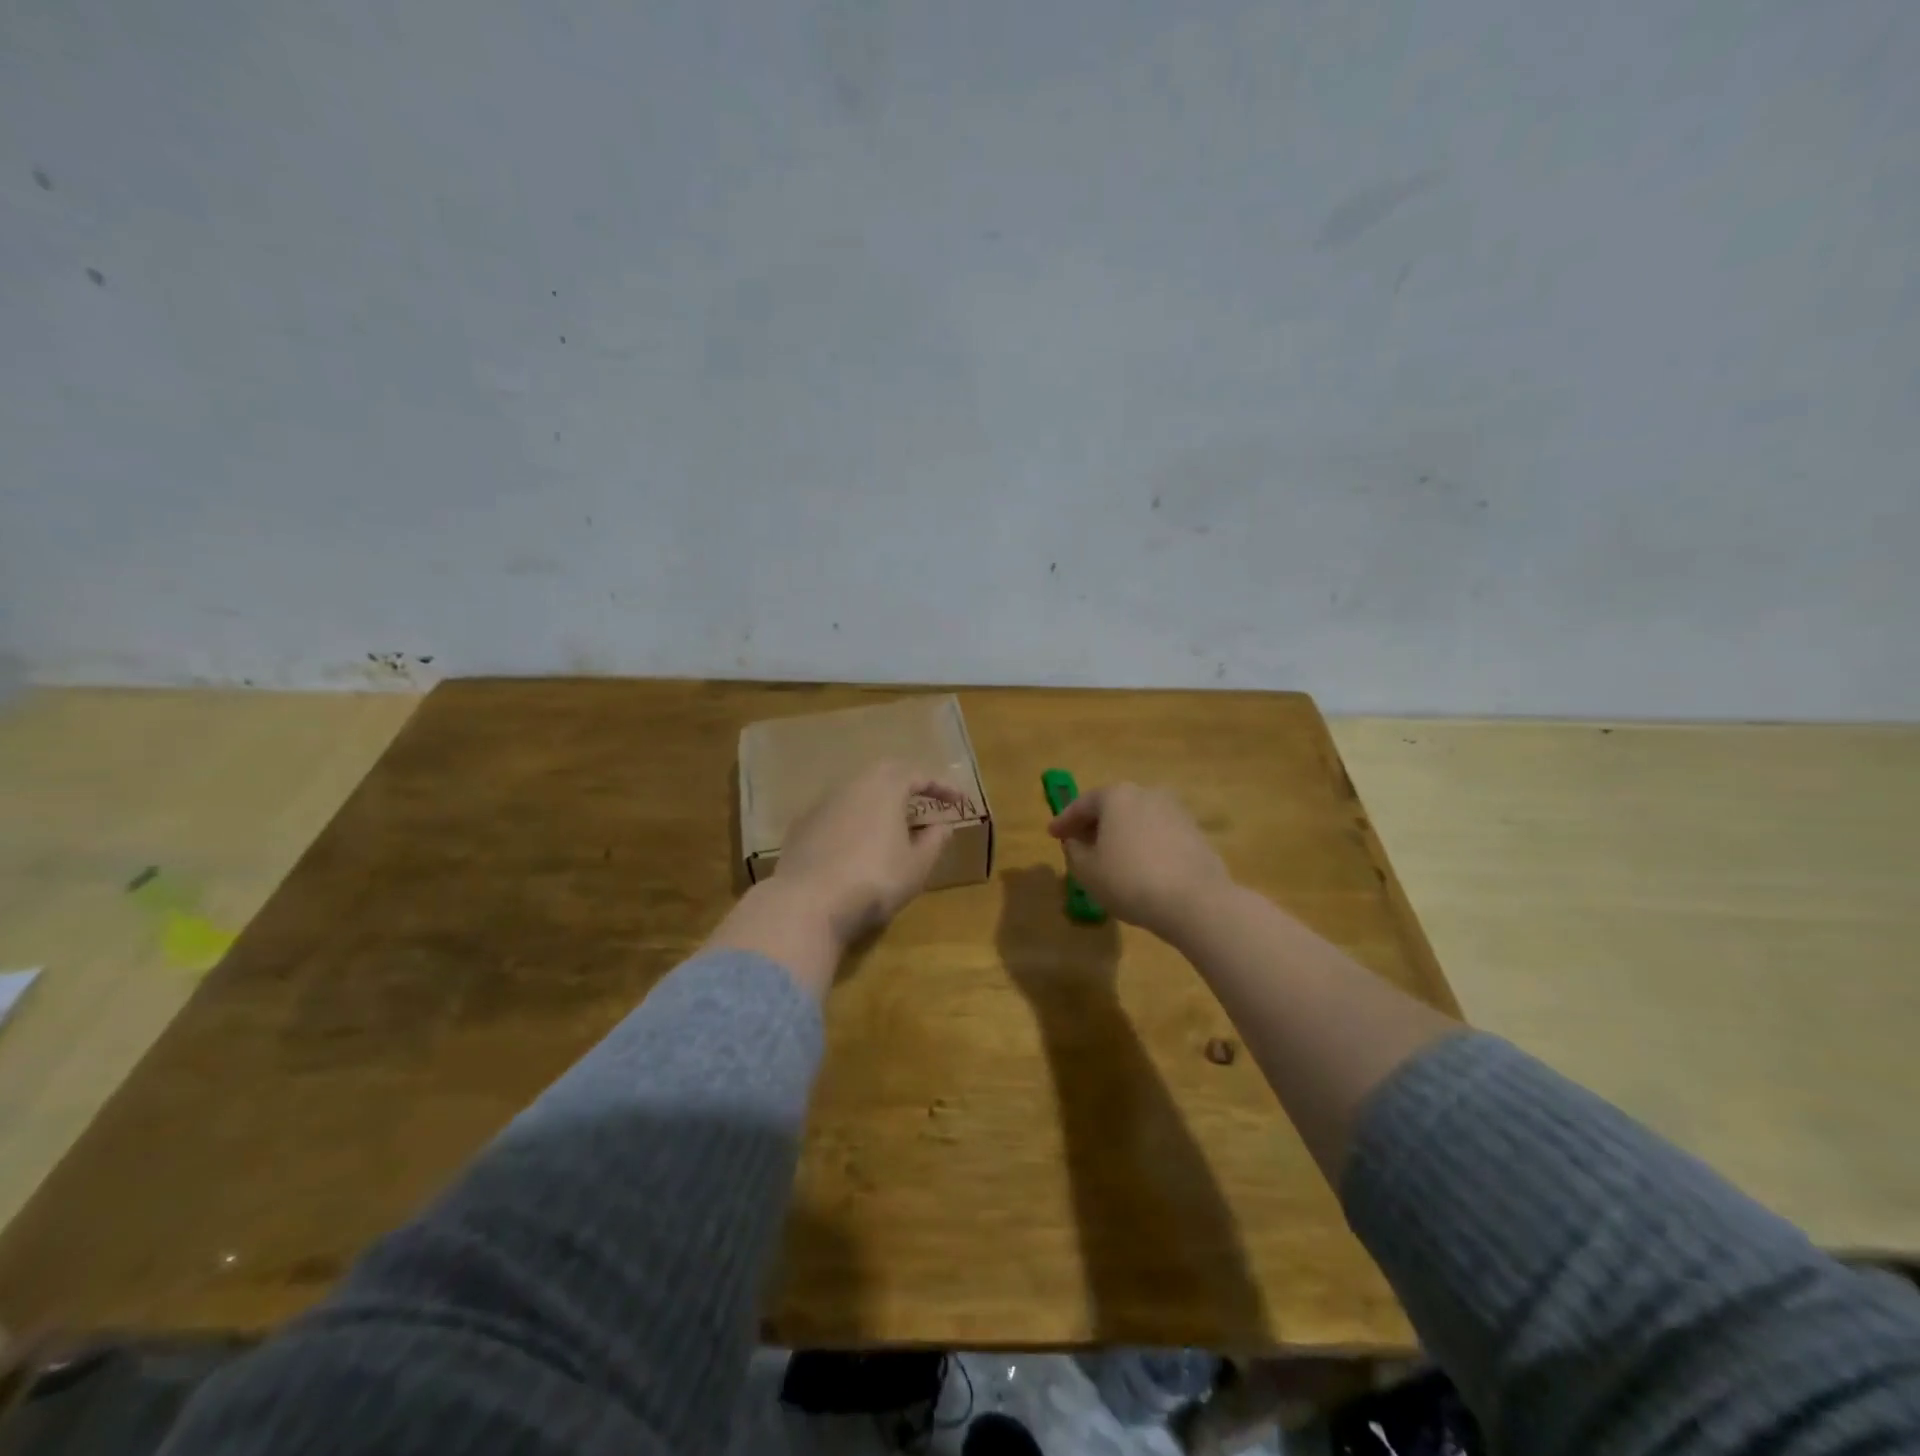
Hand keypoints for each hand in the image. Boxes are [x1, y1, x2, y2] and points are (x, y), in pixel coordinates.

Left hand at [776, 761, 962, 945]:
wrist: (807, 903)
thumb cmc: (875, 880)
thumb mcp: (917, 866)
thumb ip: (935, 840)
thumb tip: (943, 825)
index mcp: (885, 787)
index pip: (919, 775)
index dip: (942, 787)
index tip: (959, 802)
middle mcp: (852, 785)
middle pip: (884, 774)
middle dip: (907, 785)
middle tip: (924, 800)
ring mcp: (822, 804)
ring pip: (857, 792)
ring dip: (878, 802)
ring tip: (892, 824)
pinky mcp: (801, 826)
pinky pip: (837, 813)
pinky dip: (854, 820)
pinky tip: (857, 843)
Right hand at [1046, 783, 1232, 941]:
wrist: (1195, 901)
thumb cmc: (1130, 880)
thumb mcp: (1087, 870)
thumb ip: (1074, 851)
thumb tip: (1076, 841)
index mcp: (1117, 796)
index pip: (1083, 804)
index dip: (1064, 820)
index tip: (1052, 834)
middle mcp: (1147, 794)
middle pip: (1113, 807)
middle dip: (1094, 824)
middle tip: (1079, 843)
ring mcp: (1176, 811)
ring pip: (1138, 819)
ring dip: (1121, 834)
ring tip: (1110, 857)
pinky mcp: (1195, 833)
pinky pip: (1158, 834)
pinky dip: (1144, 844)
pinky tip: (1139, 865)